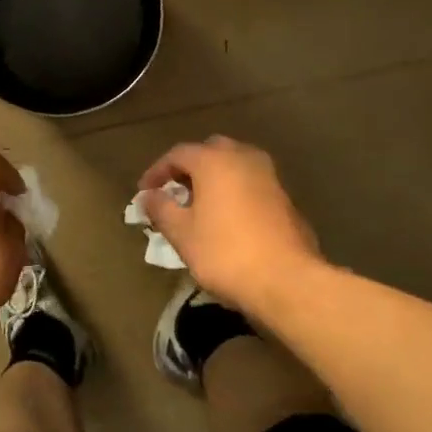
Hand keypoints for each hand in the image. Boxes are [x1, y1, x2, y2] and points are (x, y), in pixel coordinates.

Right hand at [138, 136, 323, 312]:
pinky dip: (234, 190)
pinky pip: (251, 182)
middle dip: (189, 168)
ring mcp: (269, 176)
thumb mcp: (182, 234)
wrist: (286, 279)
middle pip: (210, 151)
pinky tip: (227, 217)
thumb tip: (148, 196)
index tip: (145, 192)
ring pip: (234, 165)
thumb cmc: (224, 253)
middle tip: (175, 192)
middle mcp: (244, 158)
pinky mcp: (284, 197)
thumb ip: (161, 209)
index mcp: (214, 160)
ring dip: (214, 178)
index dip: (157, 171)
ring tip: (199, 205)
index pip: (178, 154)